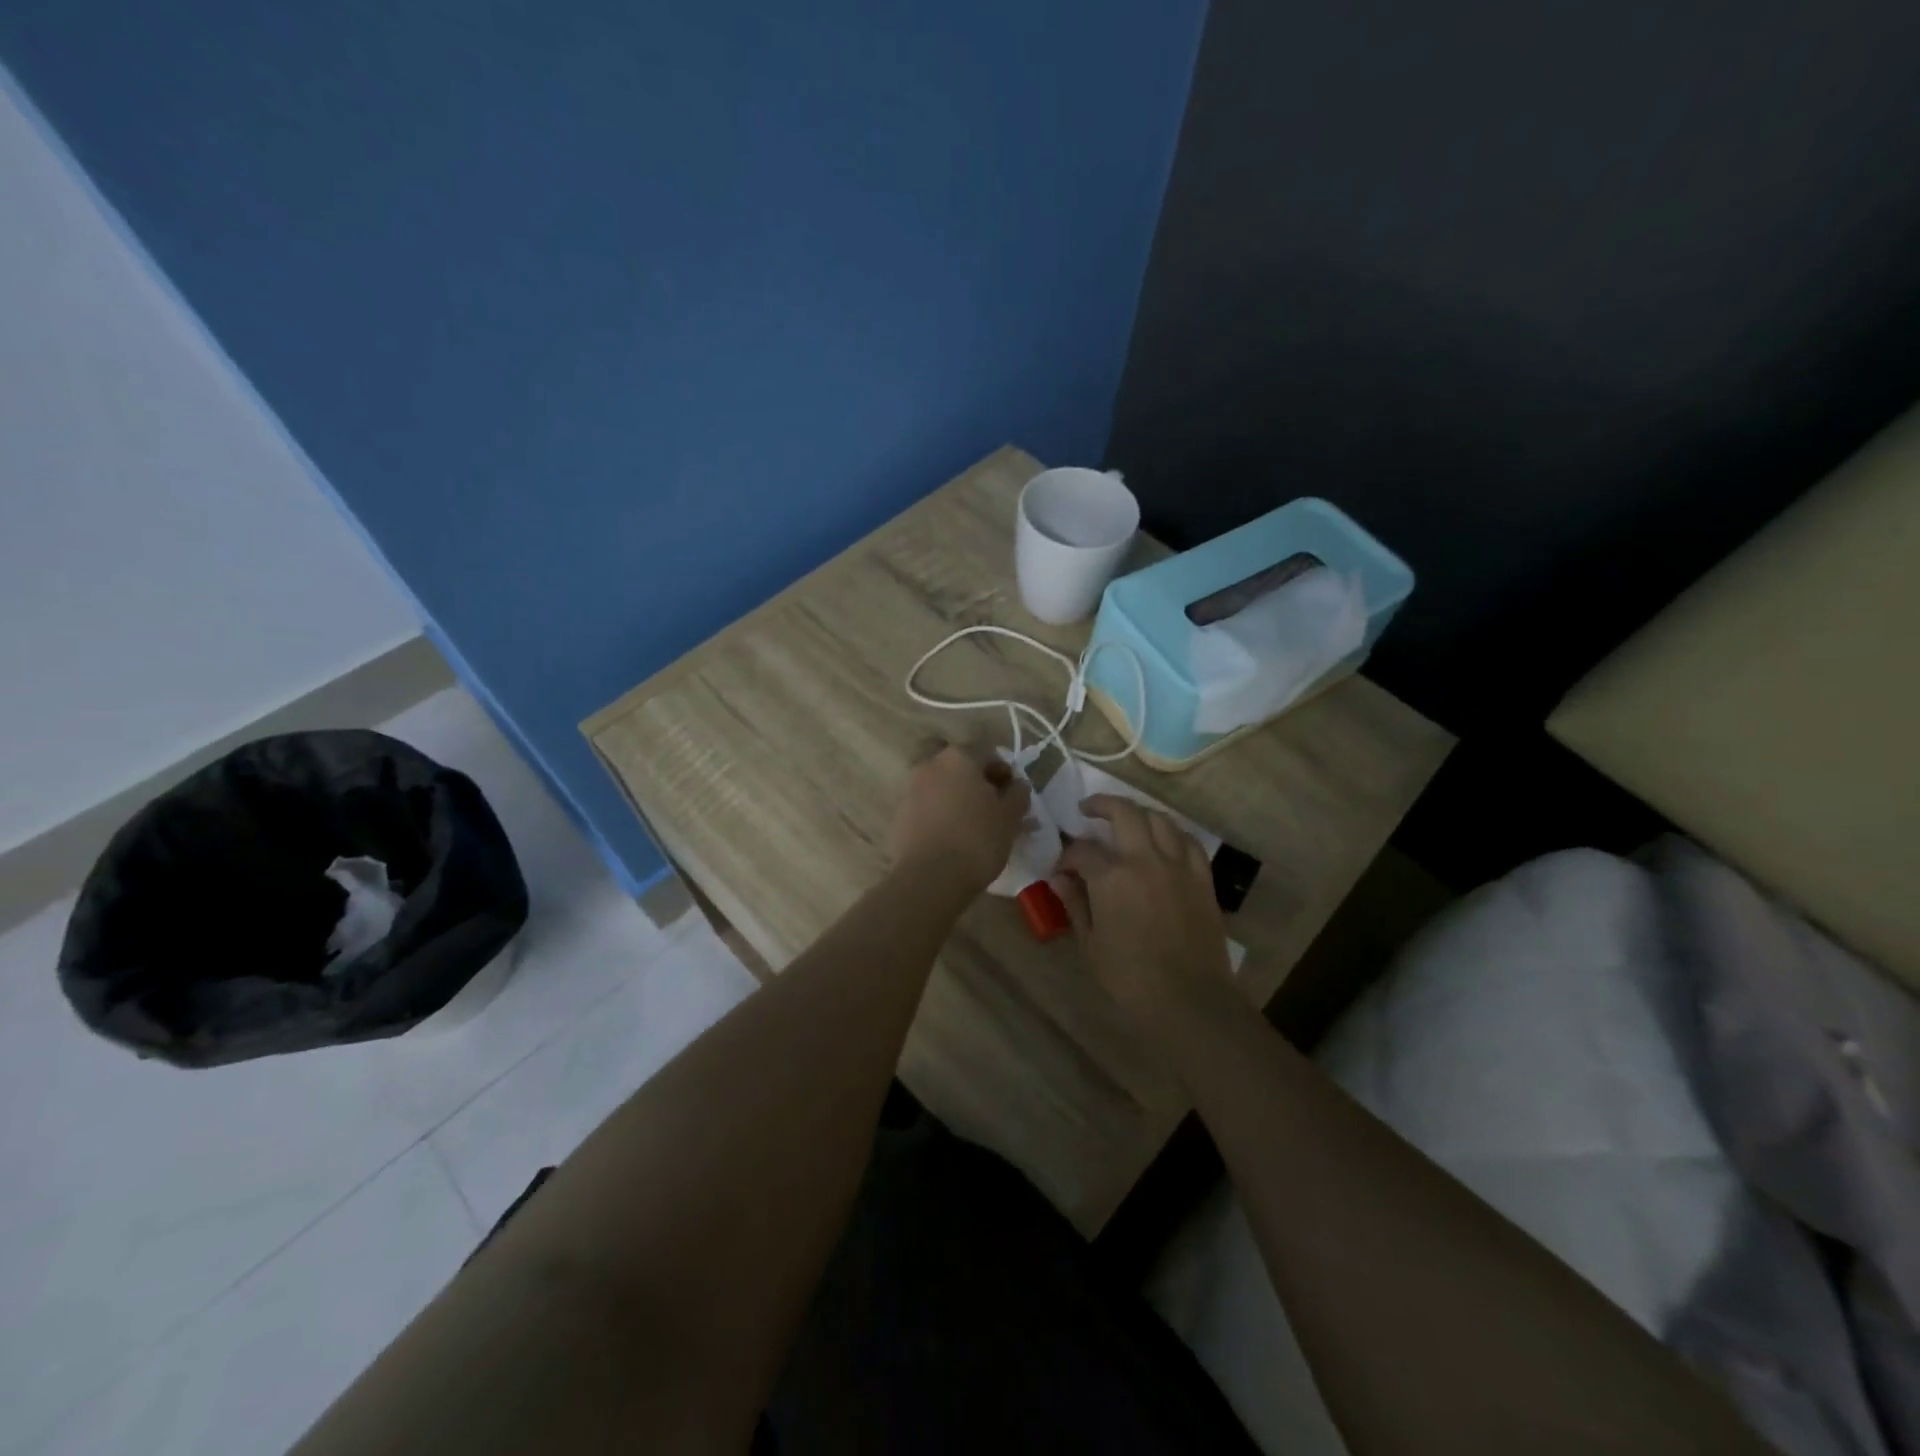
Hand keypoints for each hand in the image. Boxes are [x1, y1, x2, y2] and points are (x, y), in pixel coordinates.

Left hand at [889, 744, 1030, 893]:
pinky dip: (941, 815)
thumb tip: (1017, 784)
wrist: (929, 878)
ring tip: (974, 827)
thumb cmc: (977, 840)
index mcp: (959, 757)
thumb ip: (1018, 794)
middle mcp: (931, 765)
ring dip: (958, 798)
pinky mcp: (899, 815)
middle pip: (961, 766)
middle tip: (993, 808)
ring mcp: (911, 789)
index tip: (1013, 796)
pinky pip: (927, 807)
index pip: (988, 752)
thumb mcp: (1010, 817)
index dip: (1004, 772)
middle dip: (978, 782)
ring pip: (942, 786)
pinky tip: (952, 838)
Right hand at [1053, 794, 1232, 1018]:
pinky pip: (1187, 841)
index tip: (1062, 870)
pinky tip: (1163, 840)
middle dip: (1101, 805)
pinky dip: (1171, 833)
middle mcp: (1144, 858)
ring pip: (1158, 818)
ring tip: (1126, 820)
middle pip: (1123, 812)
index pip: (1081, 850)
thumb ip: (1075, 904)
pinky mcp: (1201, 877)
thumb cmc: (1130, 976)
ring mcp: (1177, 864)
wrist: (1189, 998)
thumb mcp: (1090, 943)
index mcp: (1111, 876)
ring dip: (1138, 814)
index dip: (1067, 857)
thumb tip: (1060, 879)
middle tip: (1087, 809)